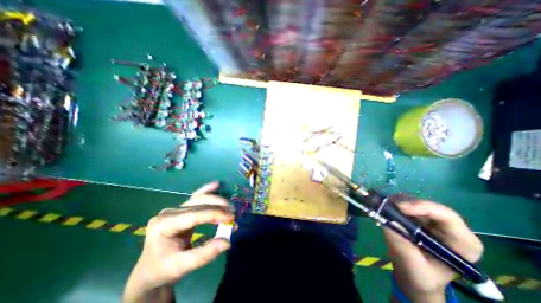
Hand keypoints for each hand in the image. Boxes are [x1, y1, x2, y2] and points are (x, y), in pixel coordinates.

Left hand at [123, 181, 233, 301]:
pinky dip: (207, 191)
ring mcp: (175, 209)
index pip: (194, 215)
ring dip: (216, 201)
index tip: (231, 217)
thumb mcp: (183, 266)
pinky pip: (196, 198)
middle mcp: (169, 212)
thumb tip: (227, 241)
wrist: (150, 271)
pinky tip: (216, 184)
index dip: (214, 214)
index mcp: (163, 224)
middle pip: (198, 203)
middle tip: (233, 214)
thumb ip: (205, 254)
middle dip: (218, 207)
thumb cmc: (163, 269)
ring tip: (230, 207)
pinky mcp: (182, 210)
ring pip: (199, 199)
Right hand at [382, 200, 483, 301]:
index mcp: (462, 242)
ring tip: (382, 210)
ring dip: (395, 203)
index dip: (422, 207)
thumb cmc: (420, 276)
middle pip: (426, 205)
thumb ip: (403, 245)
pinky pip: (403, 203)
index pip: (446, 215)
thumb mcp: (412, 265)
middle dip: (404, 203)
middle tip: (384, 206)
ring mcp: (431, 219)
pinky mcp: (417, 216)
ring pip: (412, 201)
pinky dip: (391, 205)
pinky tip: (384, 211)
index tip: (400, 207)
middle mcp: (448, 226)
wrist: (415, 276)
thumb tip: (390, 221)